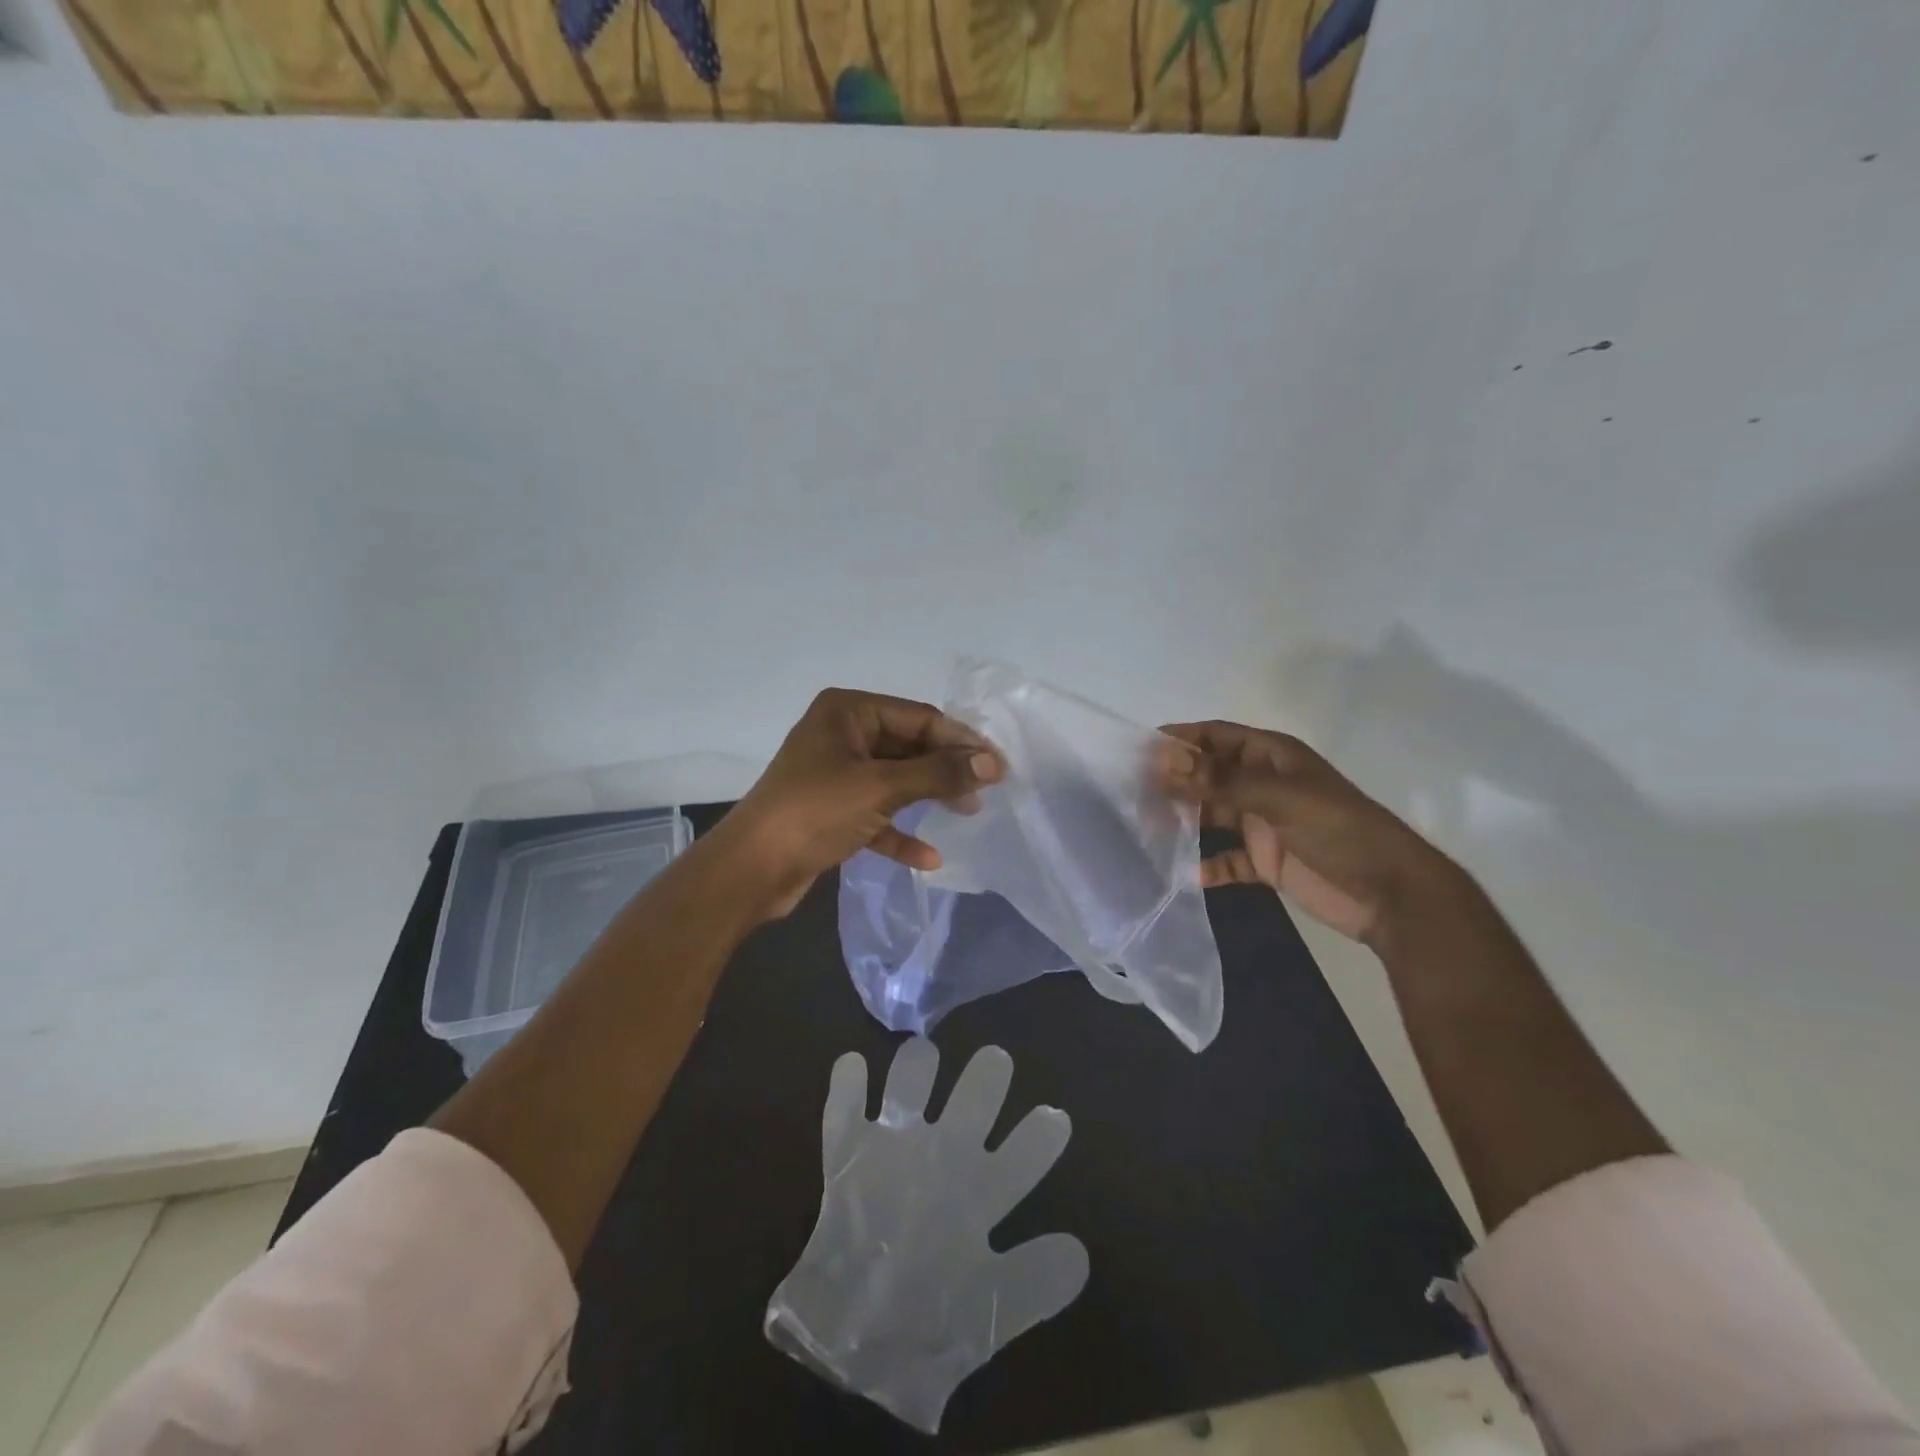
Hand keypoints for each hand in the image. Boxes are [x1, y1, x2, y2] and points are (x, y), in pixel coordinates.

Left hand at [716, 688, 1003, 918]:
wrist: (750, 870)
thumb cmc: (815, 812)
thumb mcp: (881, 788)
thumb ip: (940, 774)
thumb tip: (993, 764)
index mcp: (847, 711)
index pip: (918, 717)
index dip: (960, 741)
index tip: (998, 765)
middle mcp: (842, 734)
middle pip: (909, 747)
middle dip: (946, 769)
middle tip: (987, 790)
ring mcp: (835, 773)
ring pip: (895, 780)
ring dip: (929, 797)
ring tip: (968, 814)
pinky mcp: (832, 810)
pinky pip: (877, 813)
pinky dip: (900, 832)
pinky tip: (929, 859)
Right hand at [1157, 720, 1448, 946]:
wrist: (1391, 894)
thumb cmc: (1338, 830)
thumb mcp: (1278, 798)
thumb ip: (1221, 780)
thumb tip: (1165, 760)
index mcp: (1271, 757)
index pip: (1216, 736)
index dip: (1180, 739)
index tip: (1137, 750)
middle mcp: (1263, 784)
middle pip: (1209, 775)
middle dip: (1174, 781)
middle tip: (1131, 792)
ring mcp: (1264, 824)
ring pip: (1213, 816)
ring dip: (1185, 821)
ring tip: (1146, 829)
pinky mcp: (1267, 861)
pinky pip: (1228, 859)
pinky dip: (1209, 866)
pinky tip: (1187, 874)